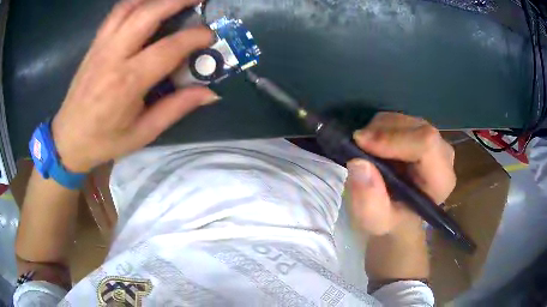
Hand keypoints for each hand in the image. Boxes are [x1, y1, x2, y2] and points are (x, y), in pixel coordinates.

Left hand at [51, 0, 217, 172]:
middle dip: (177, 0)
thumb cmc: (104, 141)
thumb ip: (175, 108)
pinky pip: (116, 13)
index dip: (194, 37)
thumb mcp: (143, 133)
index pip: (168, 48)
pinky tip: (148, 4)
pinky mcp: (94, 44)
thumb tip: (210, 93)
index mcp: (127, 83)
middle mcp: (113, 56)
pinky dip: (135, 2)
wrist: (67, 140)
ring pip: (130, 6)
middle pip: (147, 13)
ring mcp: (101, 46)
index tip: (211, 36)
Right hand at [346, 112, 455, 236]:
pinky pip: (401, 119)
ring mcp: (435, 141)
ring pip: (407, 119)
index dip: (393, 138)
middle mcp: (444, 156)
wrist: (397, 216)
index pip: (426, 144)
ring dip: (379, 128)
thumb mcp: (375, 221)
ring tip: (365, 148)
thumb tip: (359, 162)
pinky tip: (374, 145)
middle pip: (417, 127)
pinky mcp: (423, 134)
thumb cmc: (390, 222)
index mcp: (441, 180)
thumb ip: (369, 201)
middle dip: (383, 131)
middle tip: (357, 145)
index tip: (361, 143)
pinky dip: (381, 126)